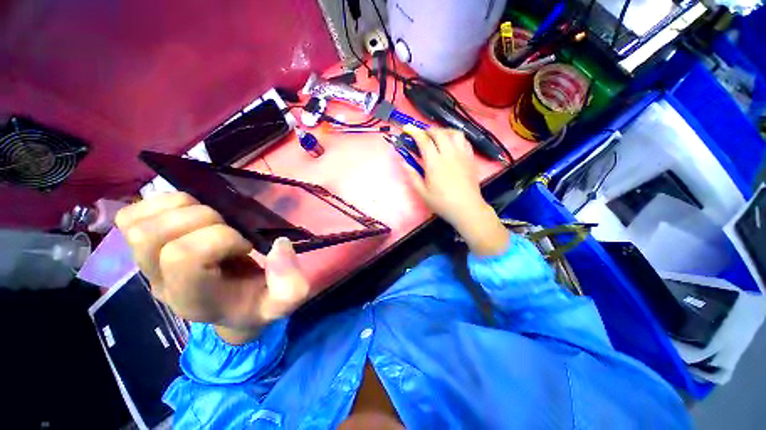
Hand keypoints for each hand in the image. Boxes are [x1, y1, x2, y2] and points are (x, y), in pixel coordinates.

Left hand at [115, 192, 310, 343]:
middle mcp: (160, 285)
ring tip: (200, 213)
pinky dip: (152, 205)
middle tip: (219, 223)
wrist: (222, 304)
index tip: (242, 240)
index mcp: (192, 302)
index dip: (217, 238)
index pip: (183, 258)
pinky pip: (128, 218)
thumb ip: (289, 286)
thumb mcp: (277, 303)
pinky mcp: (135, 245)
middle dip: (193, 217)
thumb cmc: (247, 300)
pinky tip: (176, 211)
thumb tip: (278, 245)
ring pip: (138, 225)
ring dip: (175, 206)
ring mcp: (144, 265)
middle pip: (153, 239)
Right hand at [402, 125, 509, 255]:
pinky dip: (456, 138)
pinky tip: (452, 144)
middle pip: (439, 132)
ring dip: (444, 131)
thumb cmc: (443, 203)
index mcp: (434, 162)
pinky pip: (464, 141)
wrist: (468, 208)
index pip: (423, 140)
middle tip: (423, 135)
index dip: (414, 131)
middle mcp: (449, 154)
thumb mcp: (422, 193)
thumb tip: (403, 161)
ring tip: (439, 137)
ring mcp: (462, 154)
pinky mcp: (471, 158)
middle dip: (428, 130)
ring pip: (454, 133)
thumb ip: (412, 175)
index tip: (407, 128)